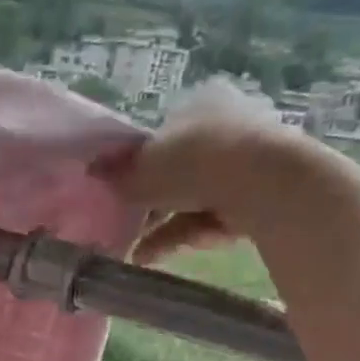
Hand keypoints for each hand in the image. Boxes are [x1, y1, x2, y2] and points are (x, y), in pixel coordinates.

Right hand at [94, 81, 321, 263]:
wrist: (266, 185)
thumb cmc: (196, 161)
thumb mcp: (143, 169)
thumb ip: (117, 173)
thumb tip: (92, 170)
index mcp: (200, 104)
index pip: (160, 135)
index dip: (136, 165)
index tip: (119, 191)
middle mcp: (227, 125)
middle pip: (178, 169)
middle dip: (151, 201)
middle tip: (125, 224)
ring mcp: (249, 161)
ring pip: (194, 197)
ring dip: (161, 226)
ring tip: (135, 252)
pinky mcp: (262, 195)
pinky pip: (214, 217)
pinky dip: (185, 235)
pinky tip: (156, 256)